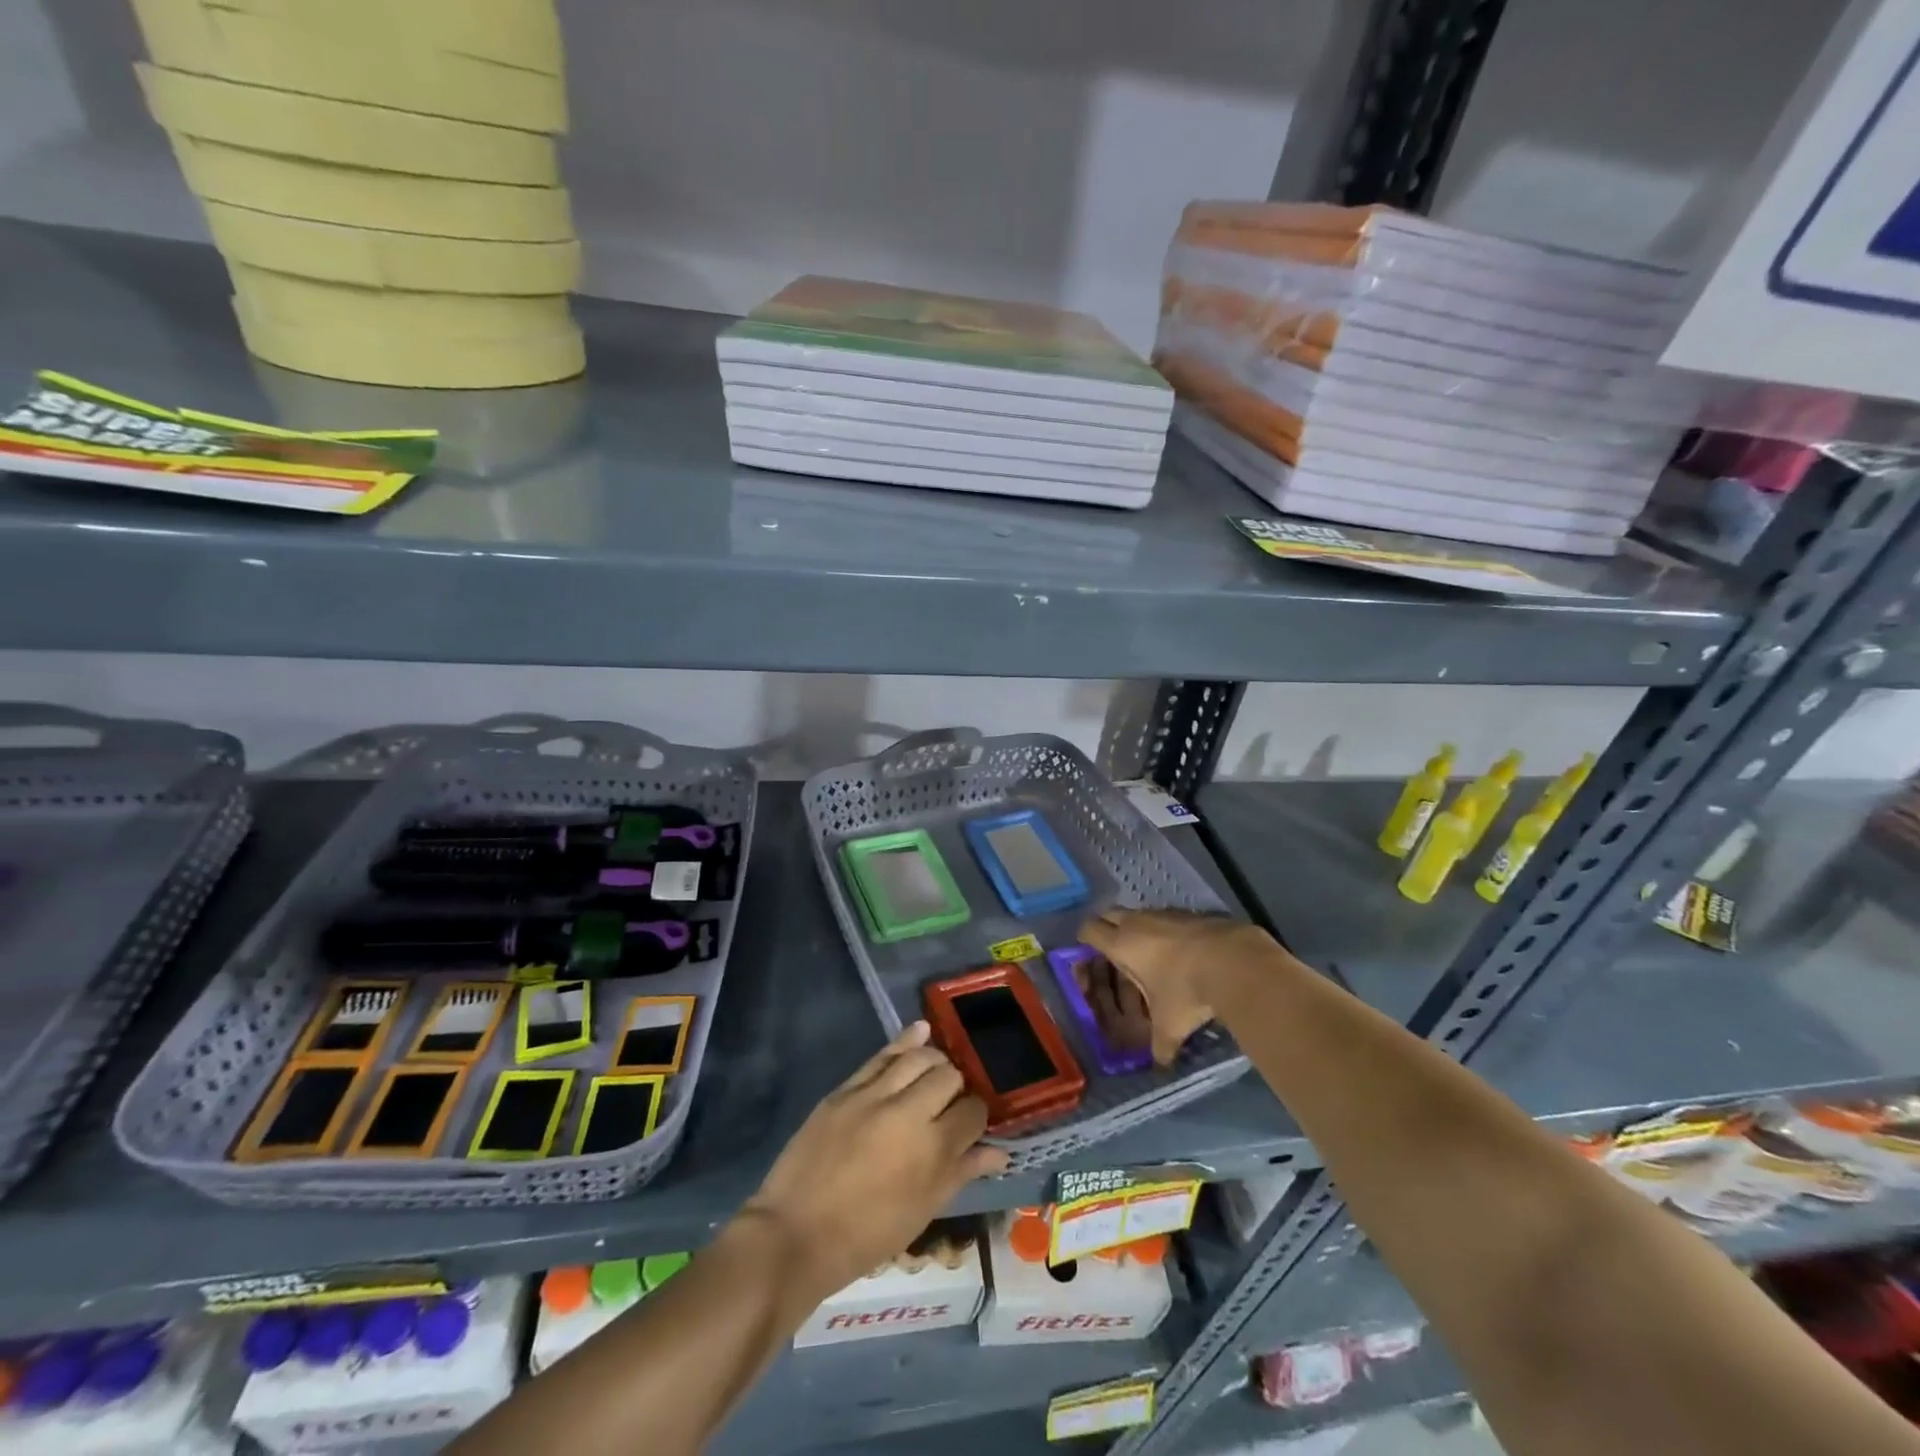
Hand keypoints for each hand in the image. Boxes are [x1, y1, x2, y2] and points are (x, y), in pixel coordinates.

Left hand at [741, 1022, 1008, 1300]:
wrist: (796, 1235)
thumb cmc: (866, 1236)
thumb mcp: (922, 1211)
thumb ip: (961, 1172)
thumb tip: (1000, 1151)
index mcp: (933, 1149)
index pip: (973, 1112)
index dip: (978, 1115)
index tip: (971, 1123)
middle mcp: (909, 1112)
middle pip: (949, 1076)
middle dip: (956, 1086)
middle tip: (950, 1101)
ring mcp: (874, 1095)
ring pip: (918, 1057)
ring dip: (934, 1060)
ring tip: (936, 1069)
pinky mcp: (846, 1088)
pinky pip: (882, 1055)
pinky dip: (904, 1041)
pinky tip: (920, 1031)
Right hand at [1079, 908, 1271, 1065]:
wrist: (1234, 961)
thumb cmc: (1187, 991)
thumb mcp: (1170, 1025)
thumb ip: (1161, 1045)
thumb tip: (1161, 1065)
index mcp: (1122, 944)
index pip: (1089, 930)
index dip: (1084, 939)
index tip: (1087, 952)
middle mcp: (1138, 922)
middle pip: (1110, 914)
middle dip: (1107, 928)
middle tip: (1112, 950)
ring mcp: (1165, 914)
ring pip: (1139, 914)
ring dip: (1137, 928)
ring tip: (1146, 953)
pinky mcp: (1189, 913)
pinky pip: (1166, 917)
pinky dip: (1165, 930)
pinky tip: (1178, 951)